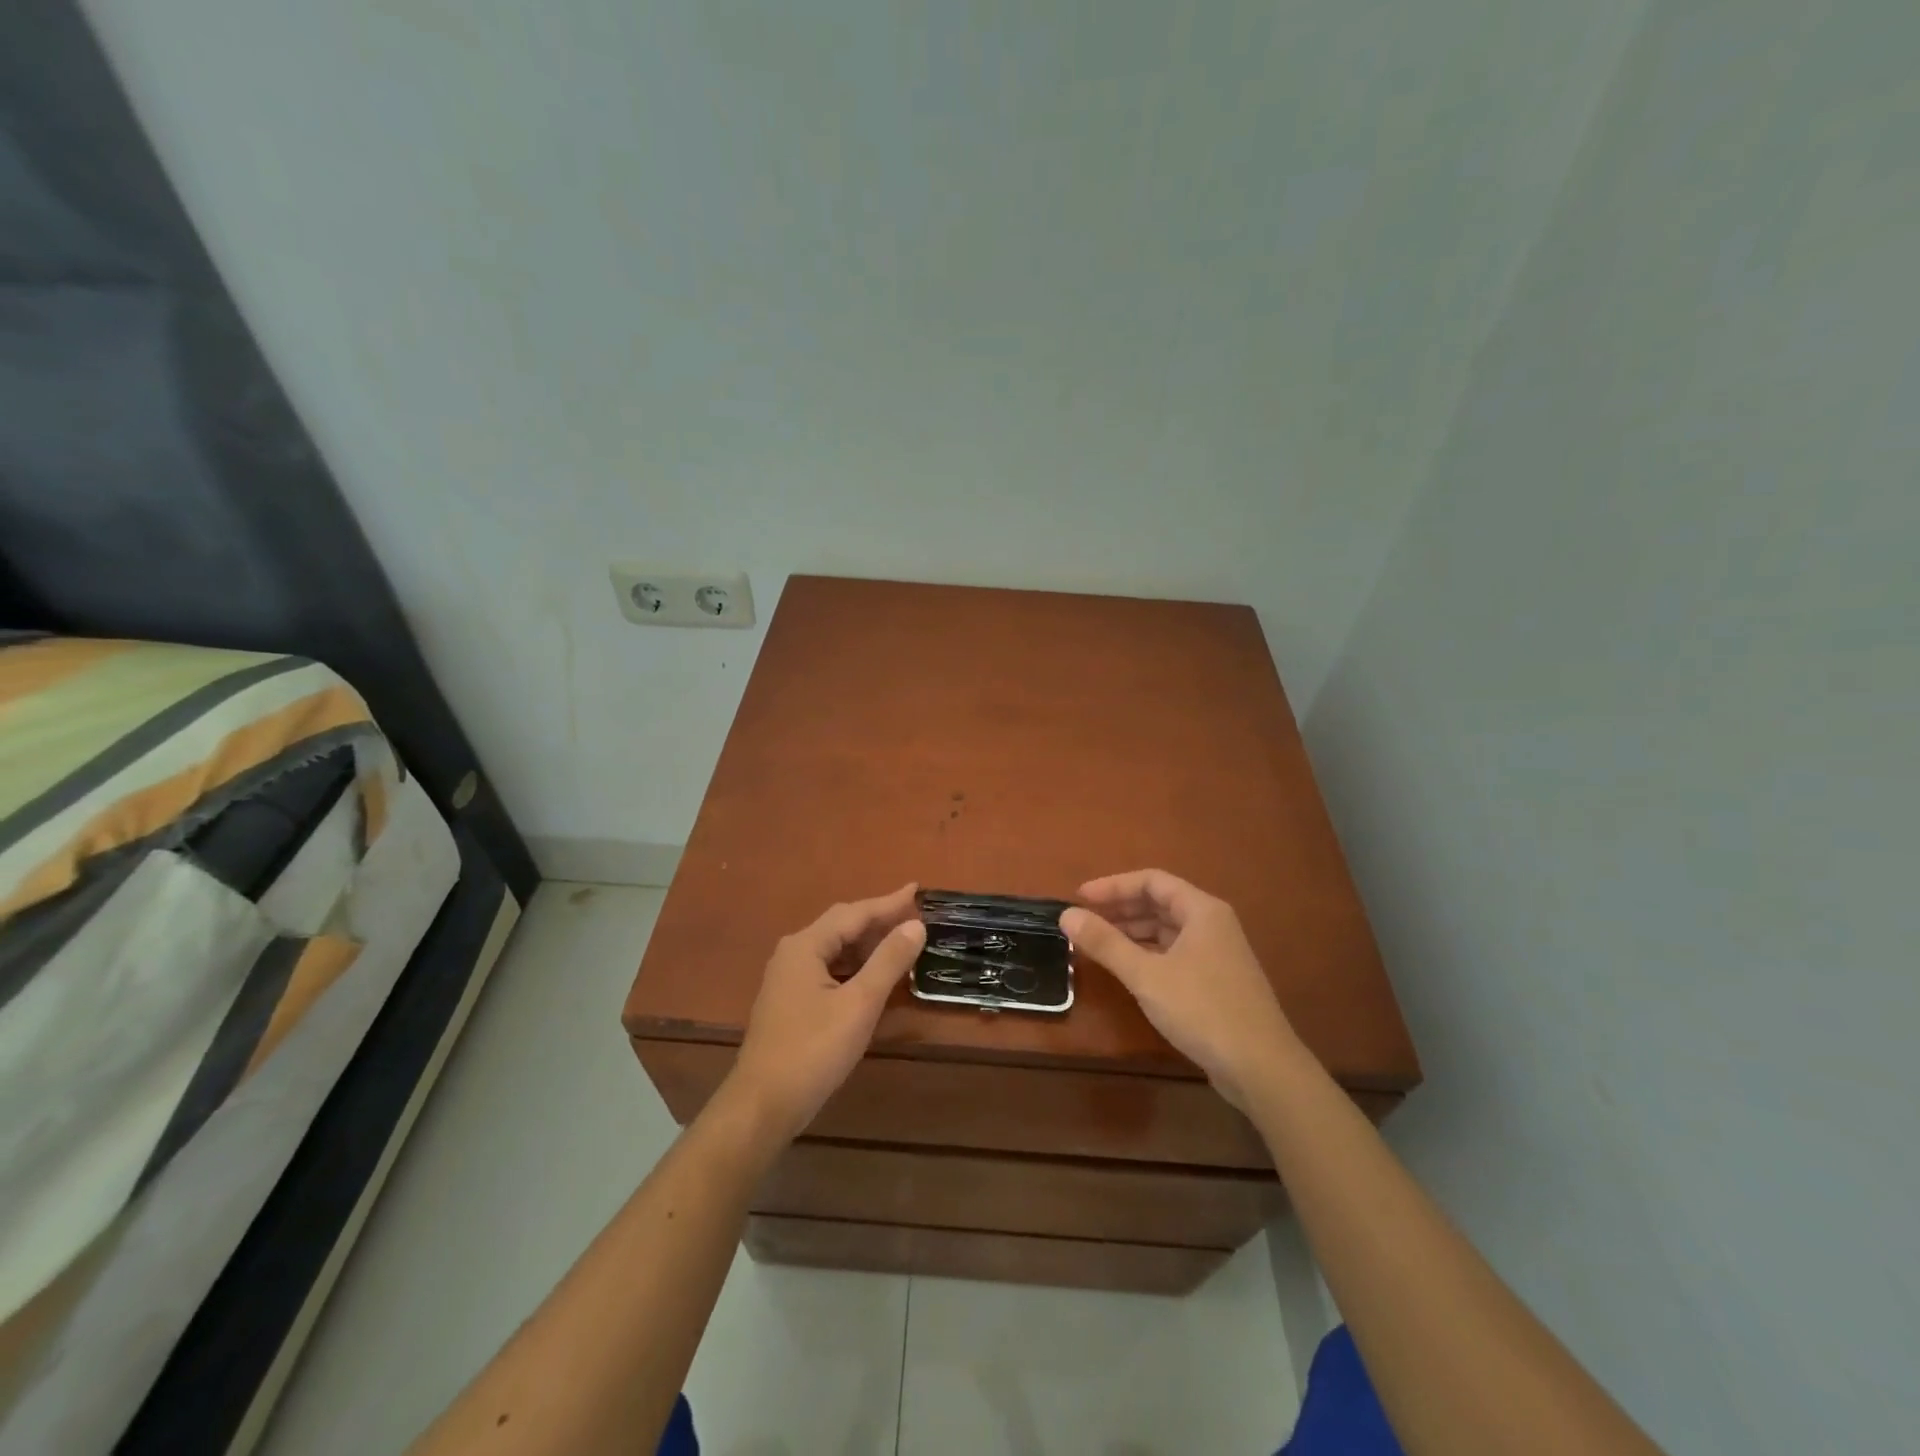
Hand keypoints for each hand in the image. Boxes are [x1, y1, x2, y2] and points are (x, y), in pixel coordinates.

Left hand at [724, 884, 924, 1142]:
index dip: (889, 902)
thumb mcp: (859, 1004)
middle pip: (842, 926)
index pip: (855, 913)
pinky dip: (855, 967)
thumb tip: (916, 925)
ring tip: (902, 944)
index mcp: (806, 945)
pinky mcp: (790, 1001)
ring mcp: (788, 978)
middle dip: (879, 920)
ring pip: (835, 950)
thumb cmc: (813, 1050)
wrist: (762, 1105)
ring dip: (868, 946)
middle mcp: (793, 953)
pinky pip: (829, 970)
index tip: (919, 890)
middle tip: (915, 917)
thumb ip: (889, 961)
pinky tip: (874, 978)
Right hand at [1061, 869, 1300, 1110]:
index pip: (1151, 881)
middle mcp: (1212, 924)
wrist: (1262, 1069)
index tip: (1079, 898)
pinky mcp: (1216, 981)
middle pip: (1160, 903)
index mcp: (1202, 911)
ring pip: (1167, 930)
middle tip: (1083, 921)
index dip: (1112, 886)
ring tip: (1096, 943)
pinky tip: (1126, 969)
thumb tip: (1066, 915)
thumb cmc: (1203, 1010)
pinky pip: (1174, 953)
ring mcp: (1217, 954)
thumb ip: (1105, 943)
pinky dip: (1147, 954)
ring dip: (1131, 932)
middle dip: (1120, 909)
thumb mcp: (1146, 975)